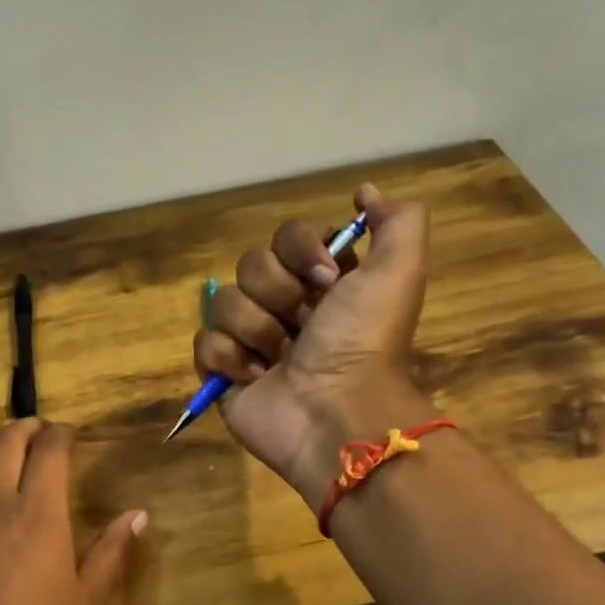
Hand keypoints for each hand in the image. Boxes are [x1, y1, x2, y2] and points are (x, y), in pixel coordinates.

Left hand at [0, 419, 146, 604]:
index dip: (61, 434)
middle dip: (25, 427)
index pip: (49, 450)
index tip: (69, 434)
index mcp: (38, 513)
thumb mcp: (85, 603)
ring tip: (3, 444)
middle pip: (4, 441)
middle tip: (39, 431)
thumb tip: (138, 515)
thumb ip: (111, 552)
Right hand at [193, 183, 435, 505]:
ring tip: (281, 359)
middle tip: (304, 325)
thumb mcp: (400, 271)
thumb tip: (364, 192)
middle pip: (251, 265)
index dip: (300, 250)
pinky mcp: (224, 374)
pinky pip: (204, 342)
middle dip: (277, 294)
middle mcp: (285, 307)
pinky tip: (256, 377)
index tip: (326, 277)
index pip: (286, 237)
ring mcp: (251, 341)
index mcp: (321, 283)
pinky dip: (228, 359)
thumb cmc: (364, 341)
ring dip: (256, 329)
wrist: (336, 412)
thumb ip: (397, 221)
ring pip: (224, 302)